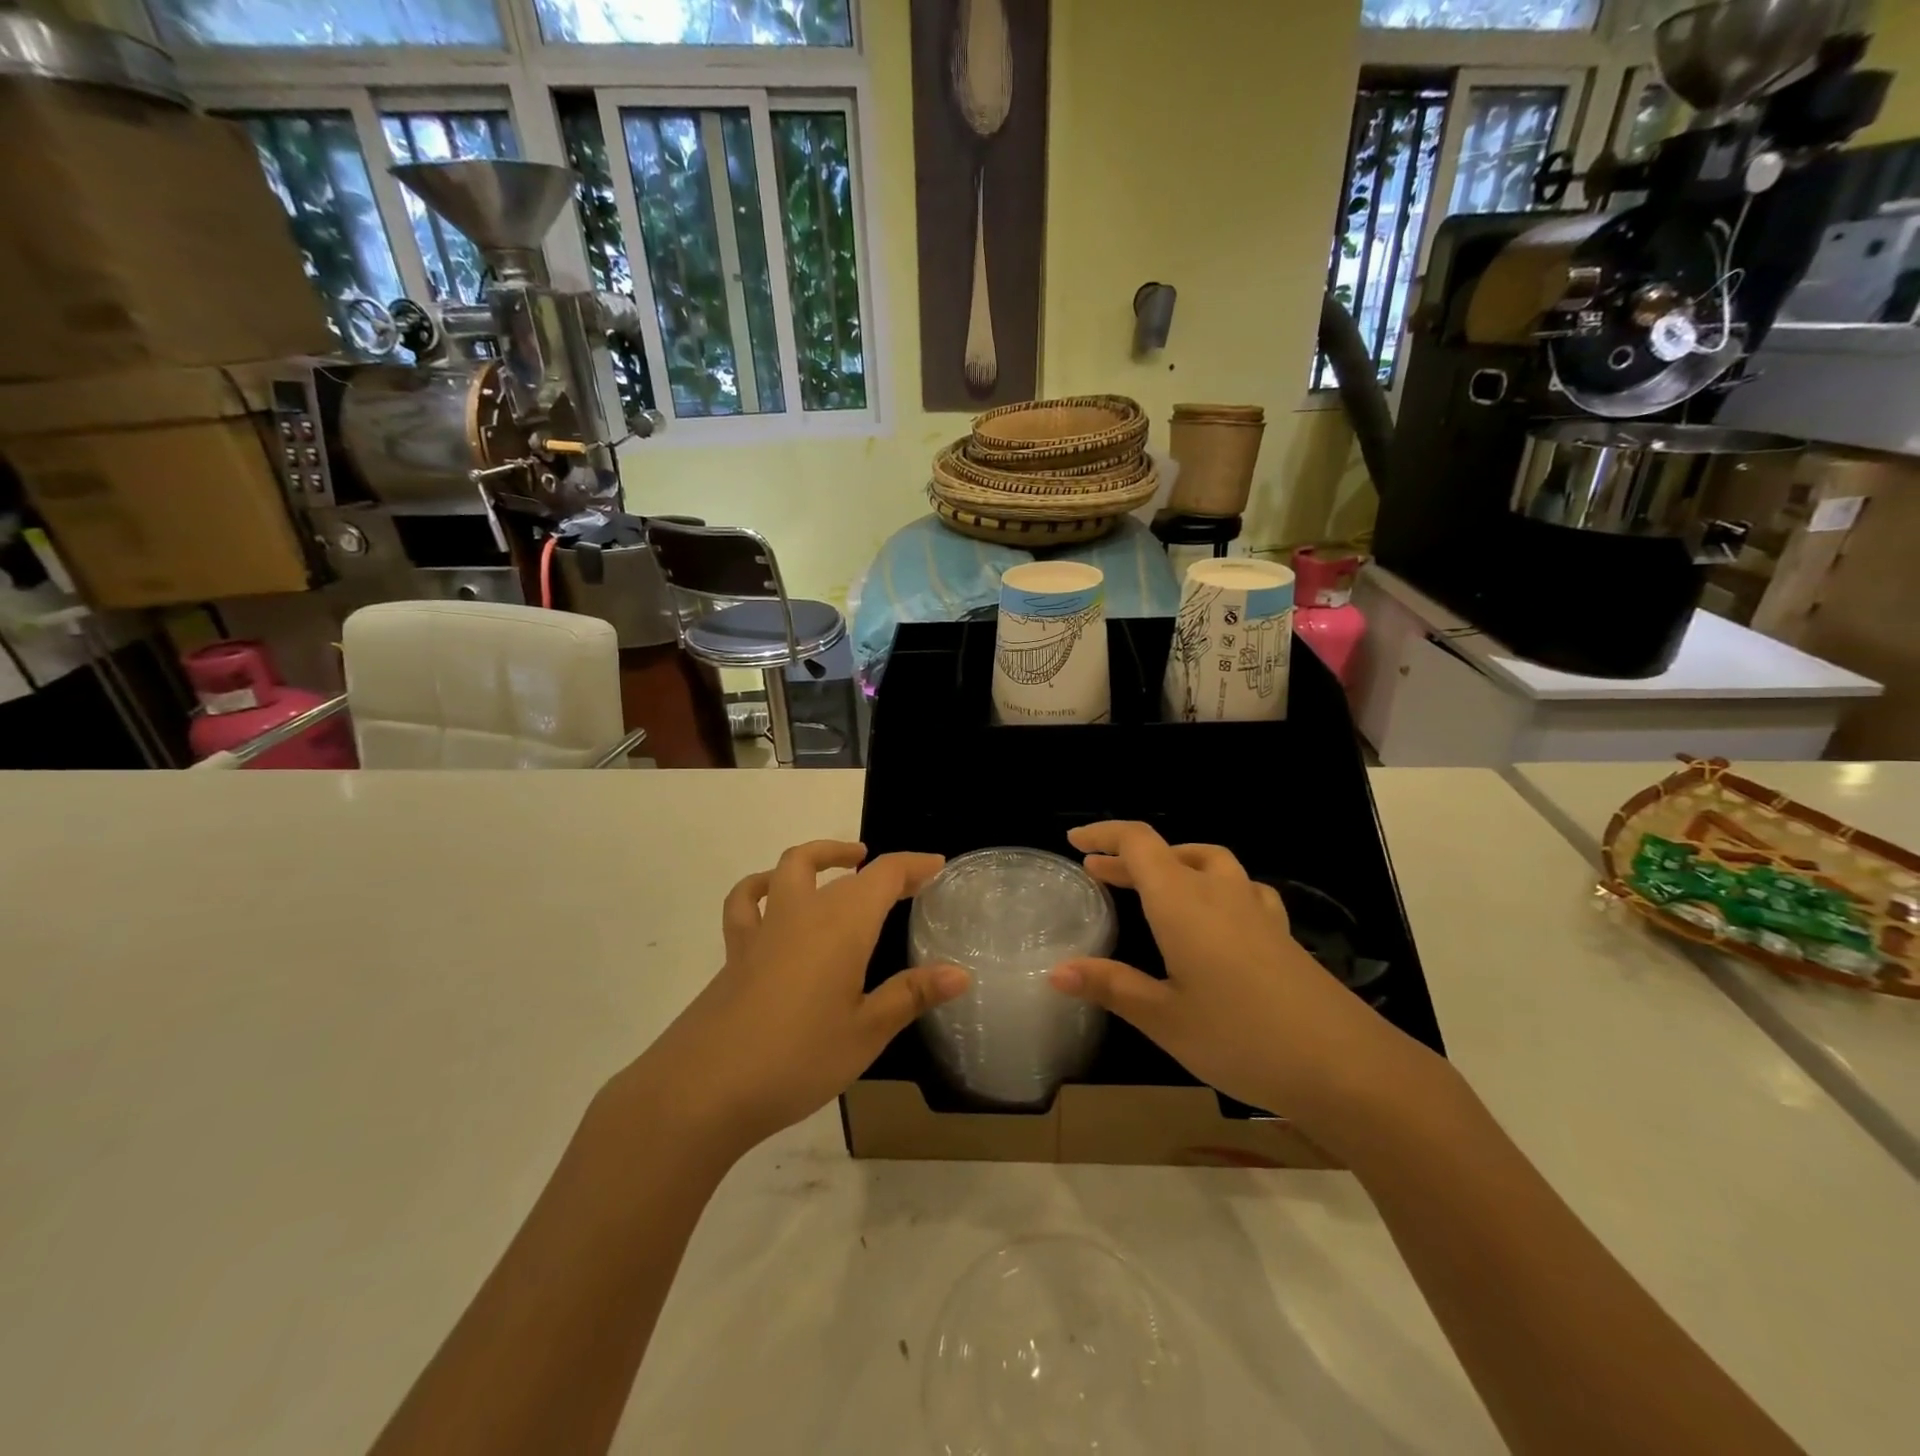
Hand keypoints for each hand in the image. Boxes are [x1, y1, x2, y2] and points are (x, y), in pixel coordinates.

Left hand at [637, 841, 968, 1157]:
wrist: (704, 1088)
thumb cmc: (798, 1058)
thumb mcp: (866, 1032)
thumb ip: (912, 995)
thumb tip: (961, 973)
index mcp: (843, 925)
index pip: (884, 875)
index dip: (913, 865)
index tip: (937, 865)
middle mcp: (804, 912)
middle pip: (845, 872)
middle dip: (879, 870)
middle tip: (906, 883)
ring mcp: (764, 928)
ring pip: (792, 868)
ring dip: (822, 856)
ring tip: (844, 863)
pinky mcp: (736, 950)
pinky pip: (749, 900)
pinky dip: (764, 886)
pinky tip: (773, 895)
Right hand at [1049, 822, 1414, 1126]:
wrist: (1345, 1066)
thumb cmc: (1241, 1037)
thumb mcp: (1163, 1018)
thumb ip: (1110, 986)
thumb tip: (1055, 970)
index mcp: (1182, 902)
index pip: (1139, 843)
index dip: (1105, 834)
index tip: (1075, 842)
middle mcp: (1219, 892)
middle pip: (1169, 852)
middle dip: (1128, 856)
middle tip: (1098, 872)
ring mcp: (1256, 911)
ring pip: (1209, 862)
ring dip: (1174, 863)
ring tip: (1155, 885)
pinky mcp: (1280, 933)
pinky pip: (1241, 889)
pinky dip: (1214, 885)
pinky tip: (1218, 915)